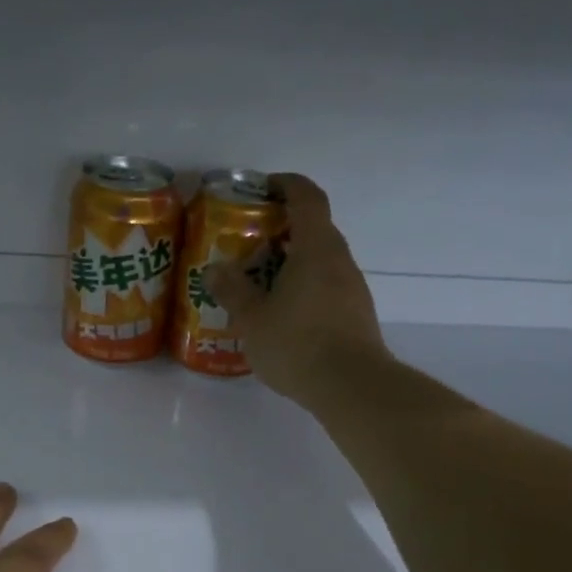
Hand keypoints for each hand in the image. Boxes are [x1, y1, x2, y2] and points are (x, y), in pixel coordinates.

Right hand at [204, 173, 390, 405]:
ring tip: (259, 281)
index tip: (262, 188)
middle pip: (314, 227)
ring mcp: (353, 287)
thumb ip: (232, 290)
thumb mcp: (253, 318)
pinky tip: (282, 313)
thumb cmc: (298, 344)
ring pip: (321, 259)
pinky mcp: (356, 313)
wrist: (352, 387)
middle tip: (249, 242)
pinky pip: (327, 285)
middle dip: (282, 228)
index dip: (286, 184)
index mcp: (316, 248)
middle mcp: (340, 259)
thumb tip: (214, 269)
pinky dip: (304, 285)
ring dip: (293, 260)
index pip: (307, 197)